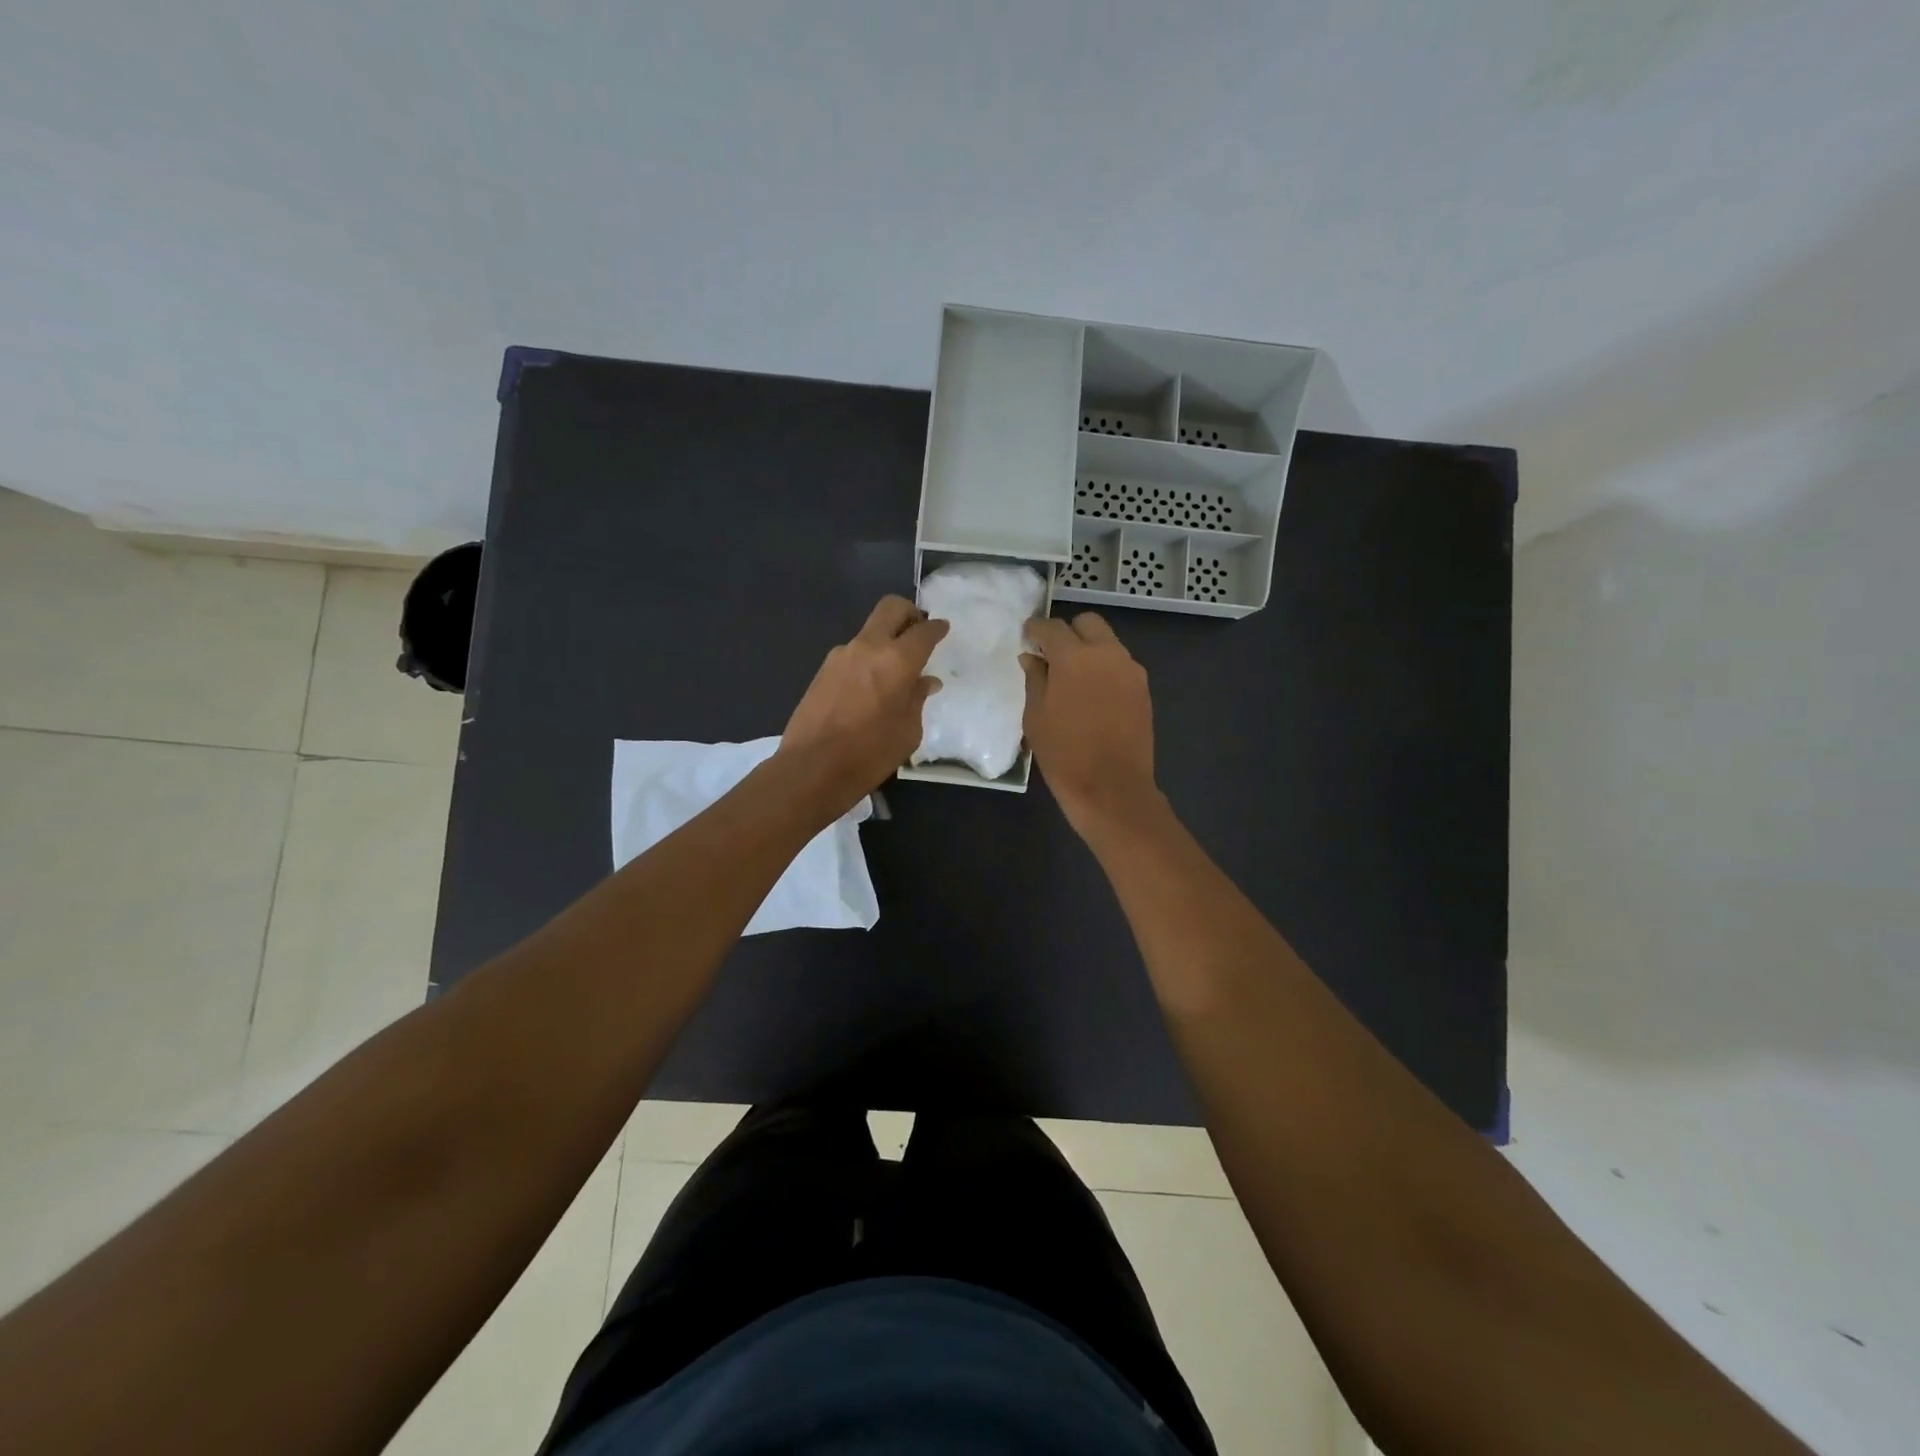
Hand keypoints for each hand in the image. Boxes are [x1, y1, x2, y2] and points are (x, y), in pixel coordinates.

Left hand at [779, 596, 947, 815]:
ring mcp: (840, 656)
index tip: (942, 629)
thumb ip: (917, 699)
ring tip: (895, 671)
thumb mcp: (908, 731)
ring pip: (869, 632)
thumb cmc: (869, 754)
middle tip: (919, 630)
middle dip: (909, 613)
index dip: (936, 628)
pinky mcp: (822, 670)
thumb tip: (925, 681)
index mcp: (896, 660)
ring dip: (885, 641)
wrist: (811, 768)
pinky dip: (868, 660)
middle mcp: (867, 647)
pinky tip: (871, 688)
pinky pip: (853, 654)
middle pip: (890, 609)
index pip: (923, 631)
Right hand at [1021, 613, 1163, 838]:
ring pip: (1107, 643)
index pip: (1052, 627)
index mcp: (1075, 657)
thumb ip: (1035, 679)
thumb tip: (1033, 658)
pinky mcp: (1143, 689)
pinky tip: (1092, 694)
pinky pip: (1120, 665)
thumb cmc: (1064, 754)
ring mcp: (1130, 670)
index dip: (1036, 629)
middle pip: (1087, 623)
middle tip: (1052, 655)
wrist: (1111, 788)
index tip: (1027, 637)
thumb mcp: (1036, 716)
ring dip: (1088, 650)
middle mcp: (1107, 654)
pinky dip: (1104, 669)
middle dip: (1068, 632)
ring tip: (1072, 677)